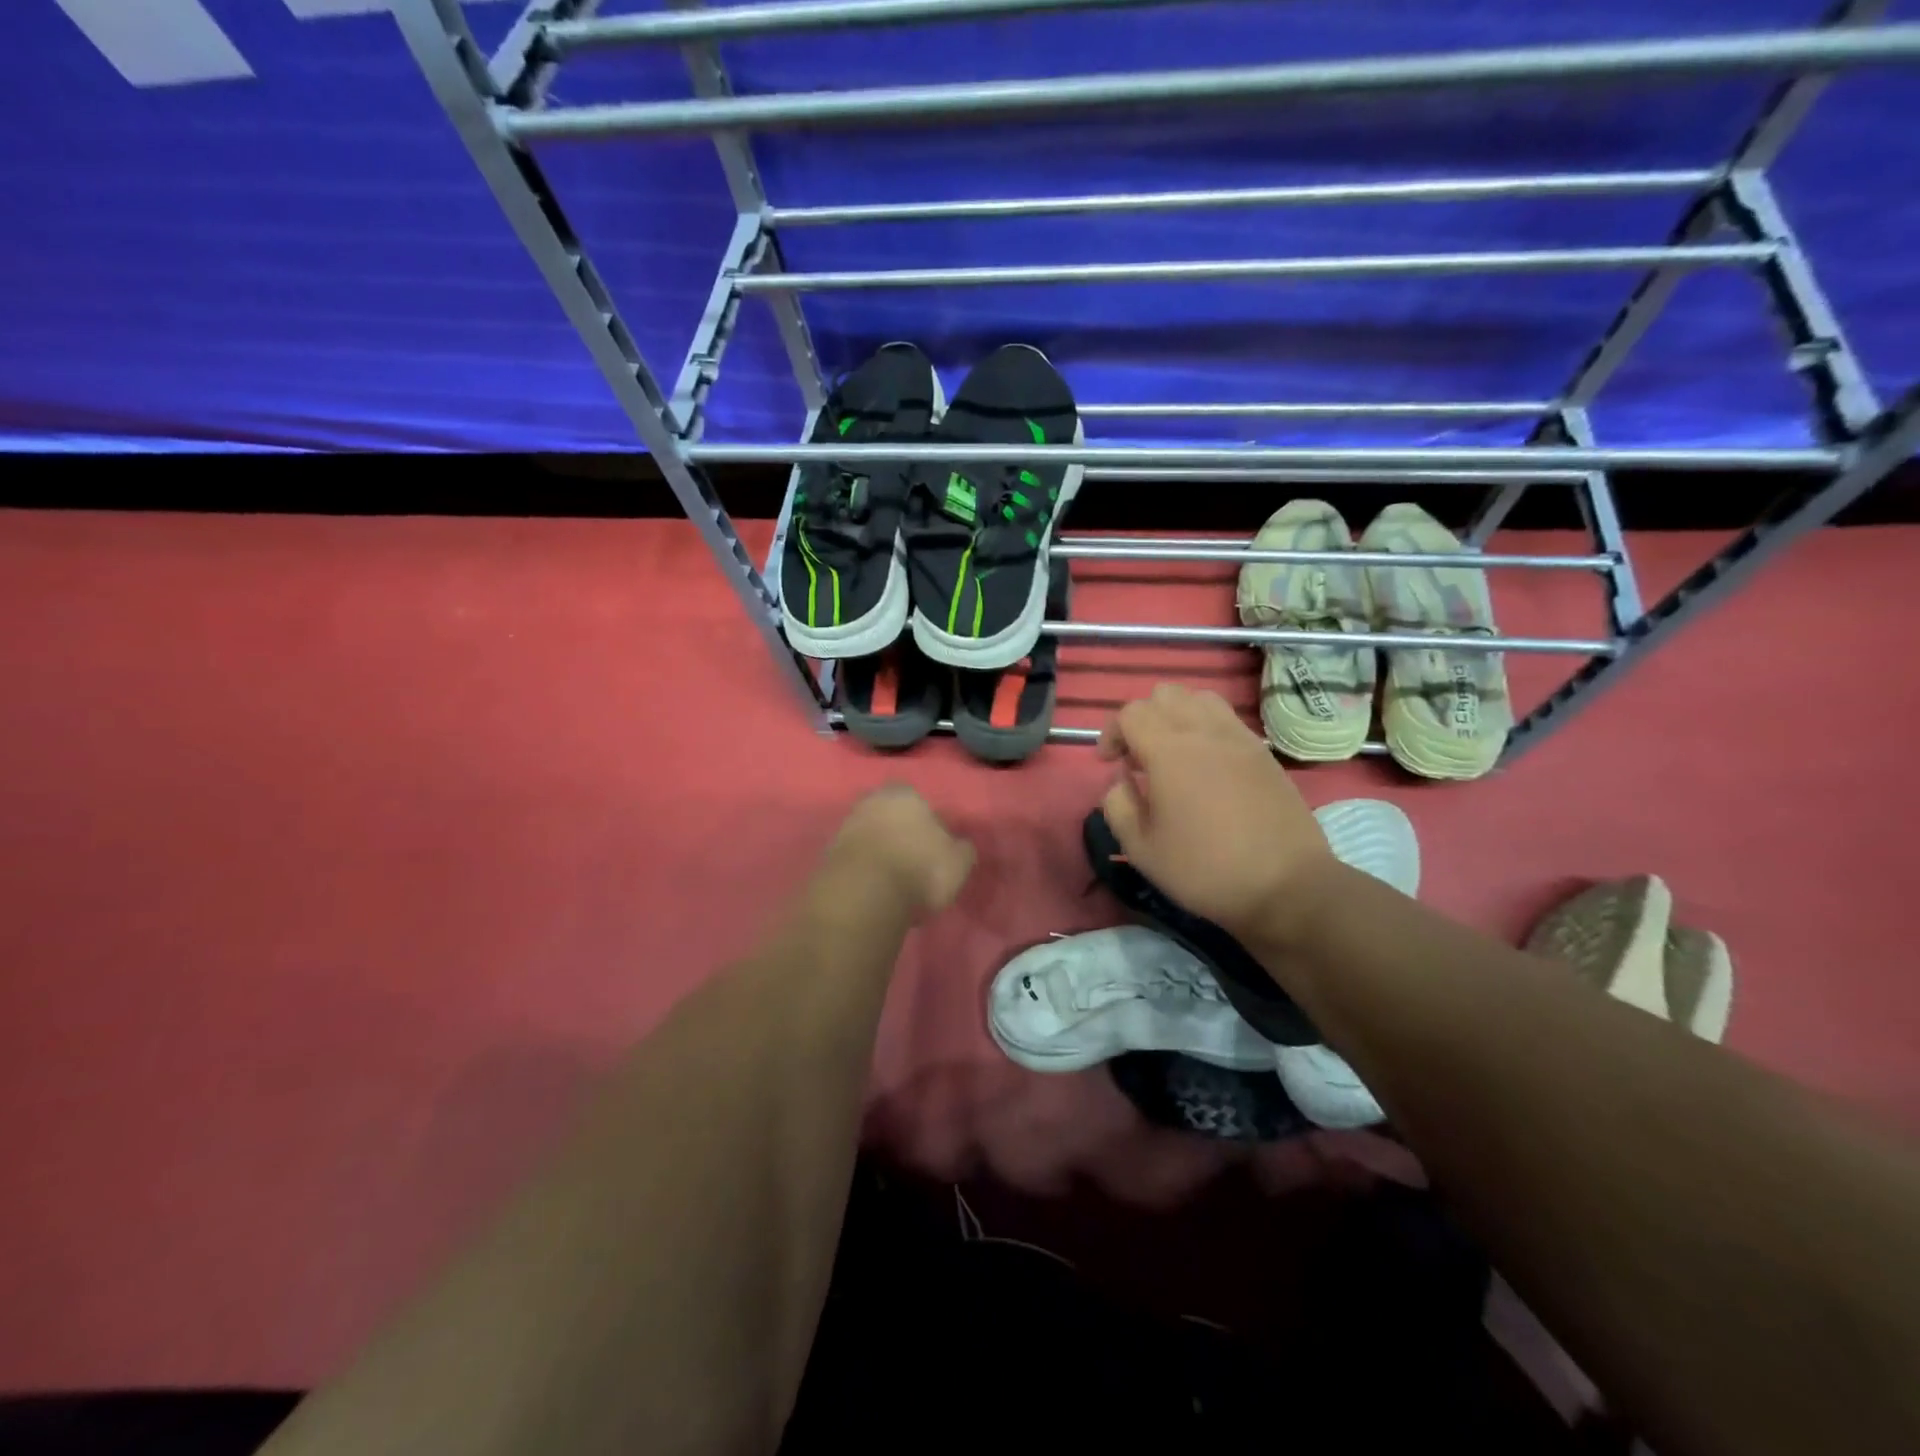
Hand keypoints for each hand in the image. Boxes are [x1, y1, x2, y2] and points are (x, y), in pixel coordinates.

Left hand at [823, 784, 974, 920]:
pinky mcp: (828, 854)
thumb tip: (960, 845)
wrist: (862, 895)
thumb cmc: (918, 869)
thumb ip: (962, 849)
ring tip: (894, 881)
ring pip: (870, 835)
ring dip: (880, 852)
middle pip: (890, 815)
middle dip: (900, 833)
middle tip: (913, 862)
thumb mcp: (958, 862)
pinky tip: (874, 889)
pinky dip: (864, 869)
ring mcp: (846, 826)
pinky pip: (855, 858)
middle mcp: (871, 801)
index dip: (928, 823)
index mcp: (905, 794)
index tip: (934, 847)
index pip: (919, 801)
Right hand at [1098, 684, 1332, 944]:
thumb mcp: (1141, 848)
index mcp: (1169, 751)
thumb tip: (1122, 779)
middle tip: (1139, 757)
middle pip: (1164, 694)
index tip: (1110, 764)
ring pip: (1200, 698)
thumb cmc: (1205, 869)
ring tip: (1174, 753)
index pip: (1131, 713)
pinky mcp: (1263, 752)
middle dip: (1143, 718)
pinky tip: (1207, 765)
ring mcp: (1239, 738)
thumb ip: (1118, 804)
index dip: (1112, 733)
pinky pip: (1227, 719)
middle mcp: (1204, 732)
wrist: (1286, 885)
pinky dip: (1206, 728)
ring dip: (1177, 716)